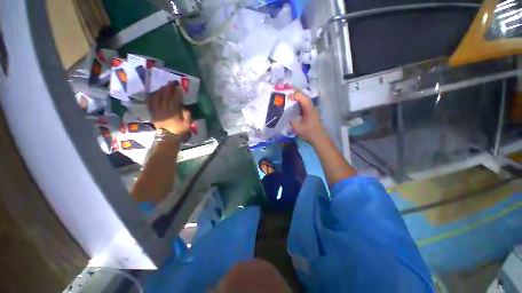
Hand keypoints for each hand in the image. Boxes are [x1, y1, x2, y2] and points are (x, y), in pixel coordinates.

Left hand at [147, 82, 190, 136]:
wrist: (168, 137)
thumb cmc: (179, 130)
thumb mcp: (187, 124)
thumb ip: (186, 114)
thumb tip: (184, 106)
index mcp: (173, 113)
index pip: (174, 100)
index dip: (176, 93)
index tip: (178, 87)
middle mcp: (164, 110)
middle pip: (164, 97)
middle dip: (168, 88)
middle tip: (171, 82)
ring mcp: (157, 111)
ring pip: (156, 98)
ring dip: (160, 91)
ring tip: (163, 86)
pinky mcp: (152, 114)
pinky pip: (149, 104)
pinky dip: (150, 97)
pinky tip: (153, 93)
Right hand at [289, 92, 326, 144]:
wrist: (319, 138)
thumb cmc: (309, 133)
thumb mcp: (298, 129)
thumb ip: (292, 122)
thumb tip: (289, 118)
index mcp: (309, 110)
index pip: (302, 98)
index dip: (295, 95)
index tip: (287, 96)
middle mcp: (311, 108)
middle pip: (305, 97)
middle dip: (297, 94)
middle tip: (288, 95)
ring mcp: (312, 111)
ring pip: (306, 101)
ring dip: (299, 99)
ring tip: (291, 99)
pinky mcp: (312, 114)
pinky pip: (306, 106)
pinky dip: (300, 104)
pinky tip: (295, 108)